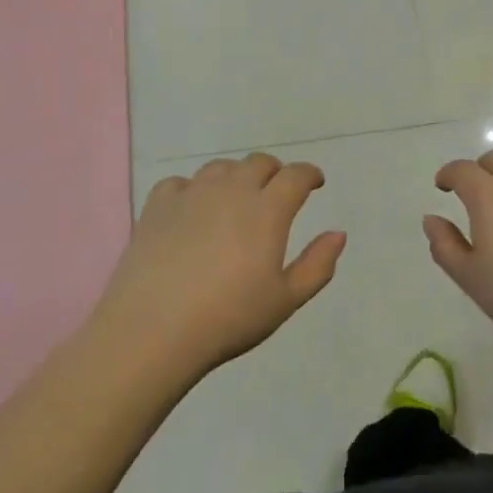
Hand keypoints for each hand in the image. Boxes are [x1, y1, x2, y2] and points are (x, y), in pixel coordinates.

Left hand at [94, 154, 346, 379]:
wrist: (153, 329)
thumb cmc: (229, 318)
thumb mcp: (285, 300)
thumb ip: (317, 265)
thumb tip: (338, 234)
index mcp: (267, 209)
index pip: (295, 176)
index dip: (309, 174)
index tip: (315, 182)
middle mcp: (231, 190)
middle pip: (258, 163)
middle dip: (275, 172)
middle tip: (278, 191)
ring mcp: (191, 193)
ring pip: (221, 168)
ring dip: (236, 176)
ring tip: (237, 199)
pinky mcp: (157, 205)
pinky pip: (181, 183)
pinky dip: (194, 190)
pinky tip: (192, 210)